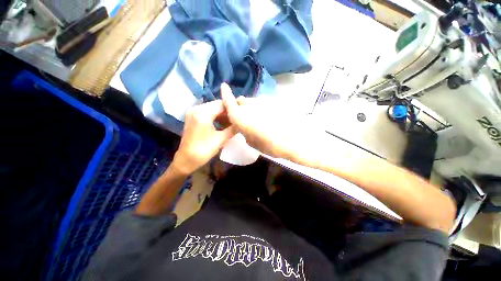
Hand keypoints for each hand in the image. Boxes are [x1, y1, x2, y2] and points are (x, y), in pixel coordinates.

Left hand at [172, 100, 235, 174]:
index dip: (233, 108)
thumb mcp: (221, 139)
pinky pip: (207, 112)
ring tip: (231, 122)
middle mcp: (196, 108)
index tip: (241, 114)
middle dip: (227, 111)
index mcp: (203, 113)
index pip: (222, 104)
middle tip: (237, 119)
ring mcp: (193, 112)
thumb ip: (233, 129)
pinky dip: (215, 116)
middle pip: (216, 104)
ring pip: (212, 108)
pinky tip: (222, 123)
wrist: (186, 160)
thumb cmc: (204, 151)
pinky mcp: (192, 116)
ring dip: (222, 114)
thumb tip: (242, 122)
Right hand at [221, 84, 318, 164]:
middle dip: (240, 106)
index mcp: (241, 117)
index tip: (224, 86)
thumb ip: (243, 131)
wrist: (292, 141)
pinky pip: (262, 104)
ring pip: (252, 101)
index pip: (230, 101)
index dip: (225, 94)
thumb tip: (243, 126)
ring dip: (251, 107)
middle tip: (244, 117)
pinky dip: (260, 109)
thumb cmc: (269, 146)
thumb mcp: (251, 142)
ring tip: (258, 119)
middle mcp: (250, 106)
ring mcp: (262, 103)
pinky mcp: (273, 103)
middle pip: (241, 100)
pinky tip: (267, 118)